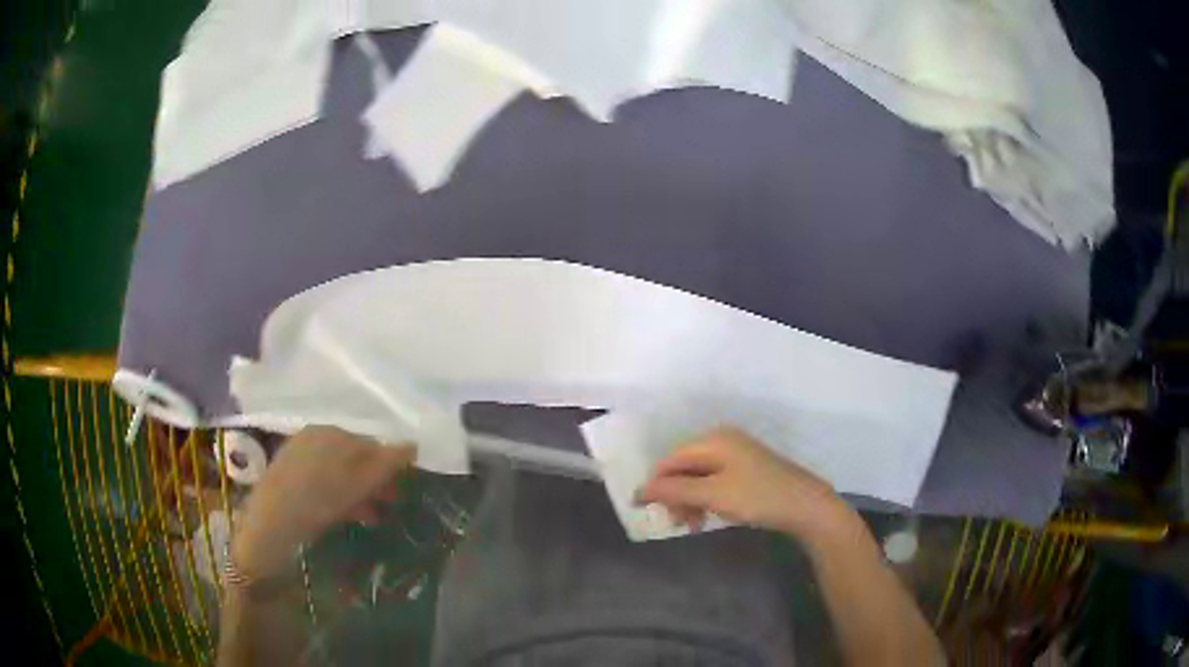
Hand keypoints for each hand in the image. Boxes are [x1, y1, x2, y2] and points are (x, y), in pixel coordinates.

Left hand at [232, 426, 415, 579]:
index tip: (399, 492)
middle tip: (386, 505)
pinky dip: (337, 493)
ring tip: (367, 516)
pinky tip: (342, 513)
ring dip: (357, 491)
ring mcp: (300, 453)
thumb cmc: (319, 501)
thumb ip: (387, 464)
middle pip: (354, 457)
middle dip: (373, 481)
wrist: (272, 522)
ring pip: (338, 470)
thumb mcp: (359, 484)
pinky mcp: (288, 472)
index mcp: (333, 432)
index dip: (389, 468)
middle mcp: (316, 436)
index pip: (371, 445)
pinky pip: (322, 478)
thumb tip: (413, 445)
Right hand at [636, 426, 852, 538]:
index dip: (655, 484)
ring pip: (698, 477)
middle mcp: (723, 440)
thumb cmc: (758, 497)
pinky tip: (708, 517)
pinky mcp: (747, 469)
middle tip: (676, 523)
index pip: (670, 460)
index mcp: (713, 439)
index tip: (646, 511)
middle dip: (675, 496)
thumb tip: (638, 490)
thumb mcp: (713, 495)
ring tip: (692, 525)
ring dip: (690, 501)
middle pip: (684, 468)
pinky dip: (706, 500)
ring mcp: (737, 454)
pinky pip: (715, 482)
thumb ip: (674, 491)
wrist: (806, 505)